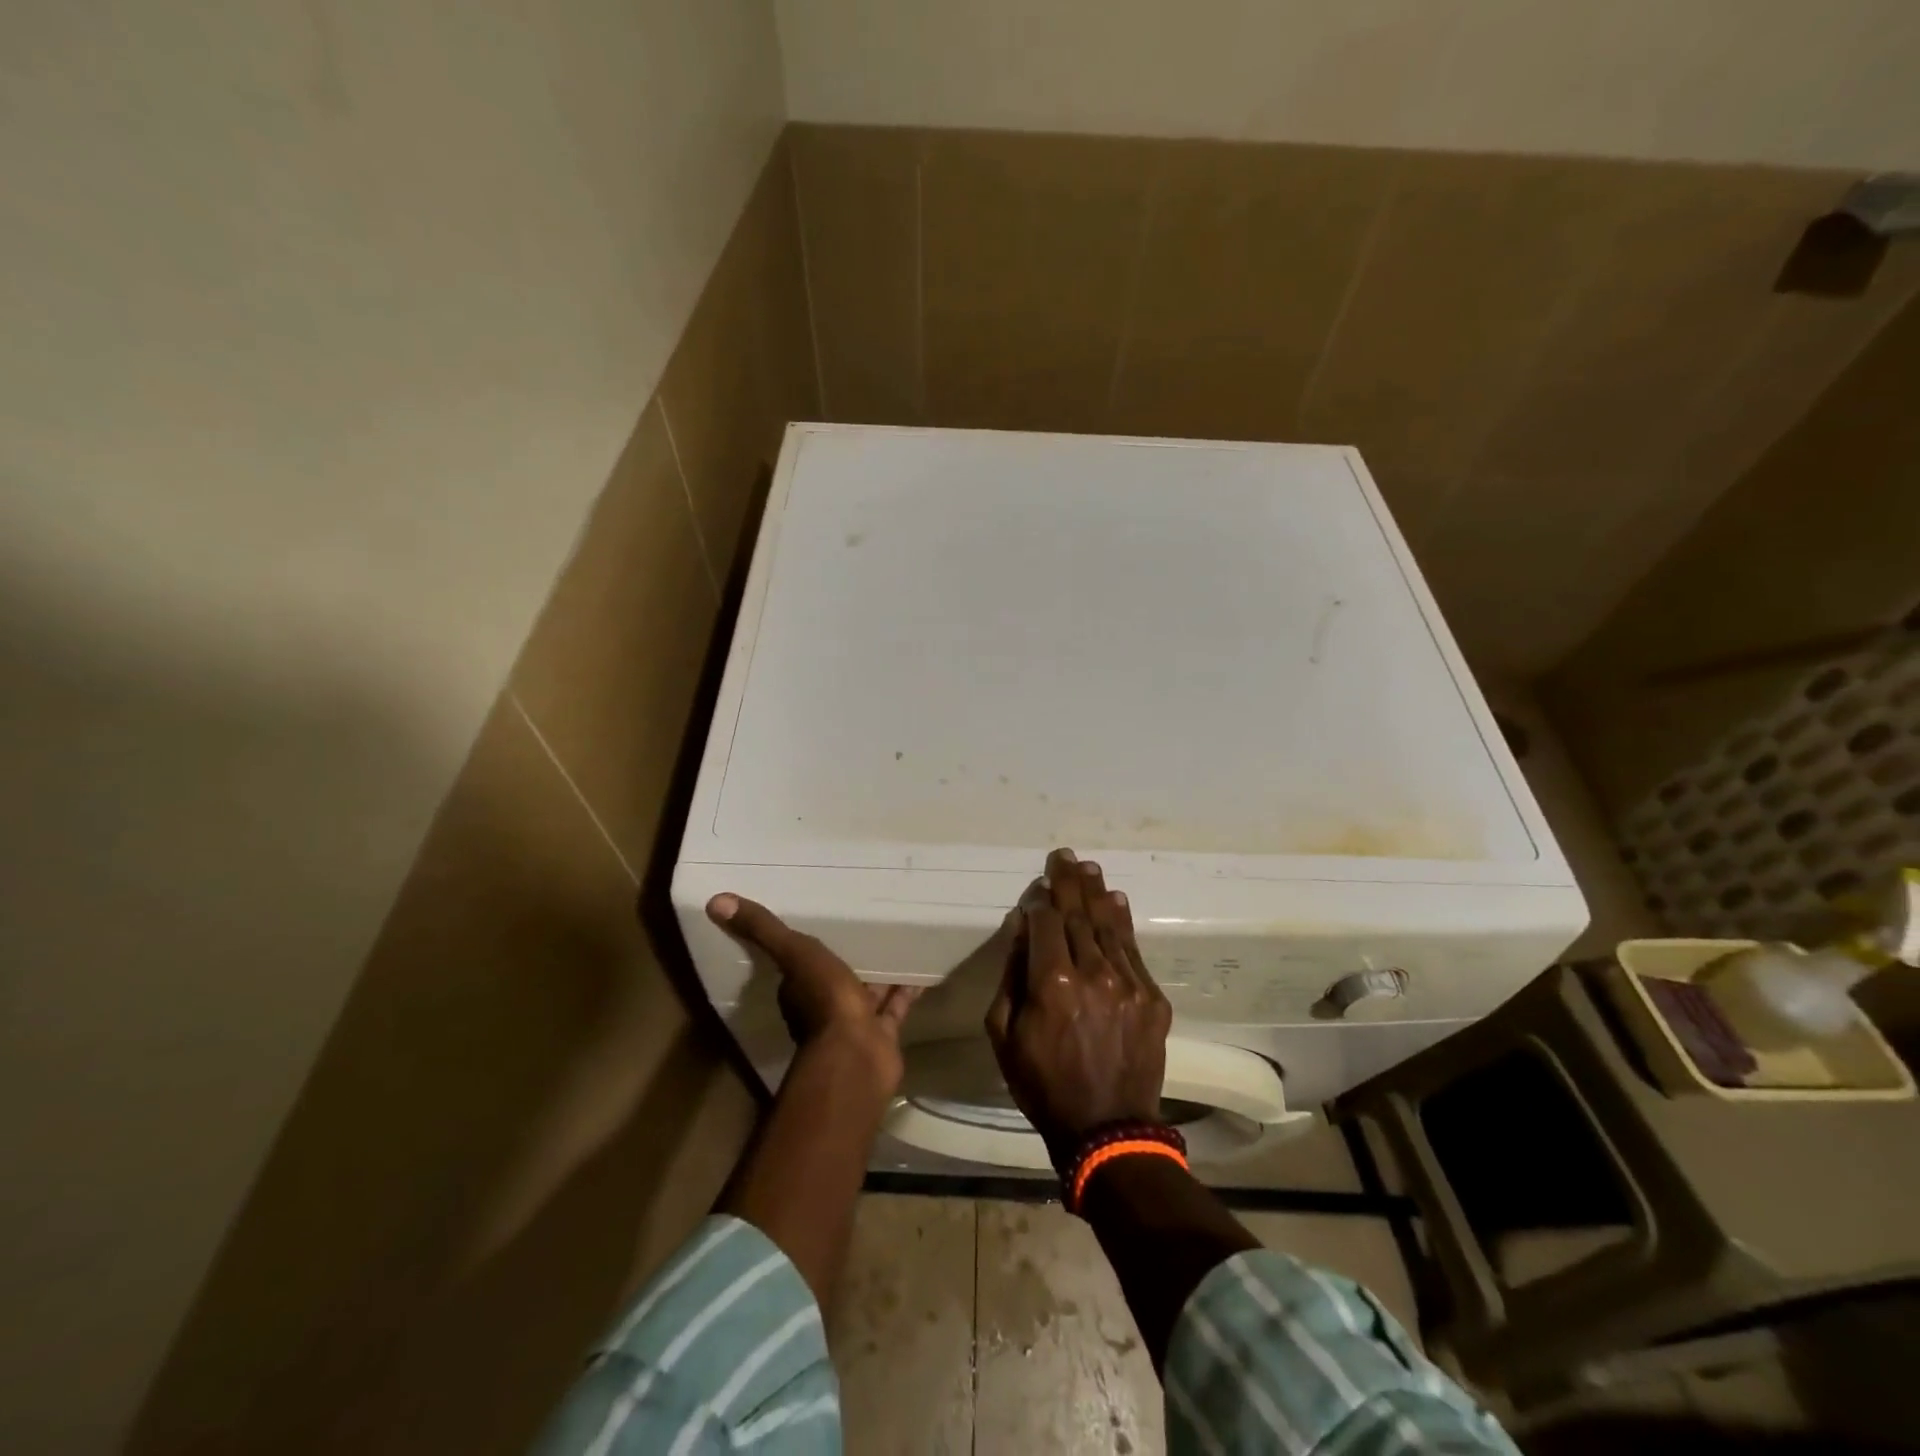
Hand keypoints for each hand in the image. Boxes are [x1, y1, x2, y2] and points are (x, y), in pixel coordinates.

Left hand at [707, 894, 919, 1088]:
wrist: (857, 1055)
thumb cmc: (823, 1001)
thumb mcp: (794, 954)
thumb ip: (762, 930)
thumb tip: (715, 901)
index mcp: (800, 989)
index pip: (800, 964)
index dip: (805, 946)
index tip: (821, 922)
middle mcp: (825, 1005)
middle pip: (836, 975)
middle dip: (848, 956)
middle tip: (865, 925)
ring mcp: (856, 1021)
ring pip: (868, 989)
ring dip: (879, 971)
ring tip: (898, 939)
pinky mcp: (883, 1031)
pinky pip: (896, 1004)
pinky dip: (907, 989)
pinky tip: (923, 969)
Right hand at [984, 849, 1172, 1170]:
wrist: (1105, 1128)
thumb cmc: (1043, 1084)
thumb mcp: (1004, 1034)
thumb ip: (1012, 975)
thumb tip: (1021, 928)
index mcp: (1051, 981)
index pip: (1045, 921)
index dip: (1041, 900)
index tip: (1039, 885)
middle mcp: (1092, 972)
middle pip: (1078, 914)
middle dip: (1069, 883)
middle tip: (1066, 856)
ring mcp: (1128, 983)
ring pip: (1109, 926)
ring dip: (1097, 894)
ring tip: (1090, 869)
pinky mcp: (1152, 998)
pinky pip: (1134, 950)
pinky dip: (1123, 923)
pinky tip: (1117, 902)